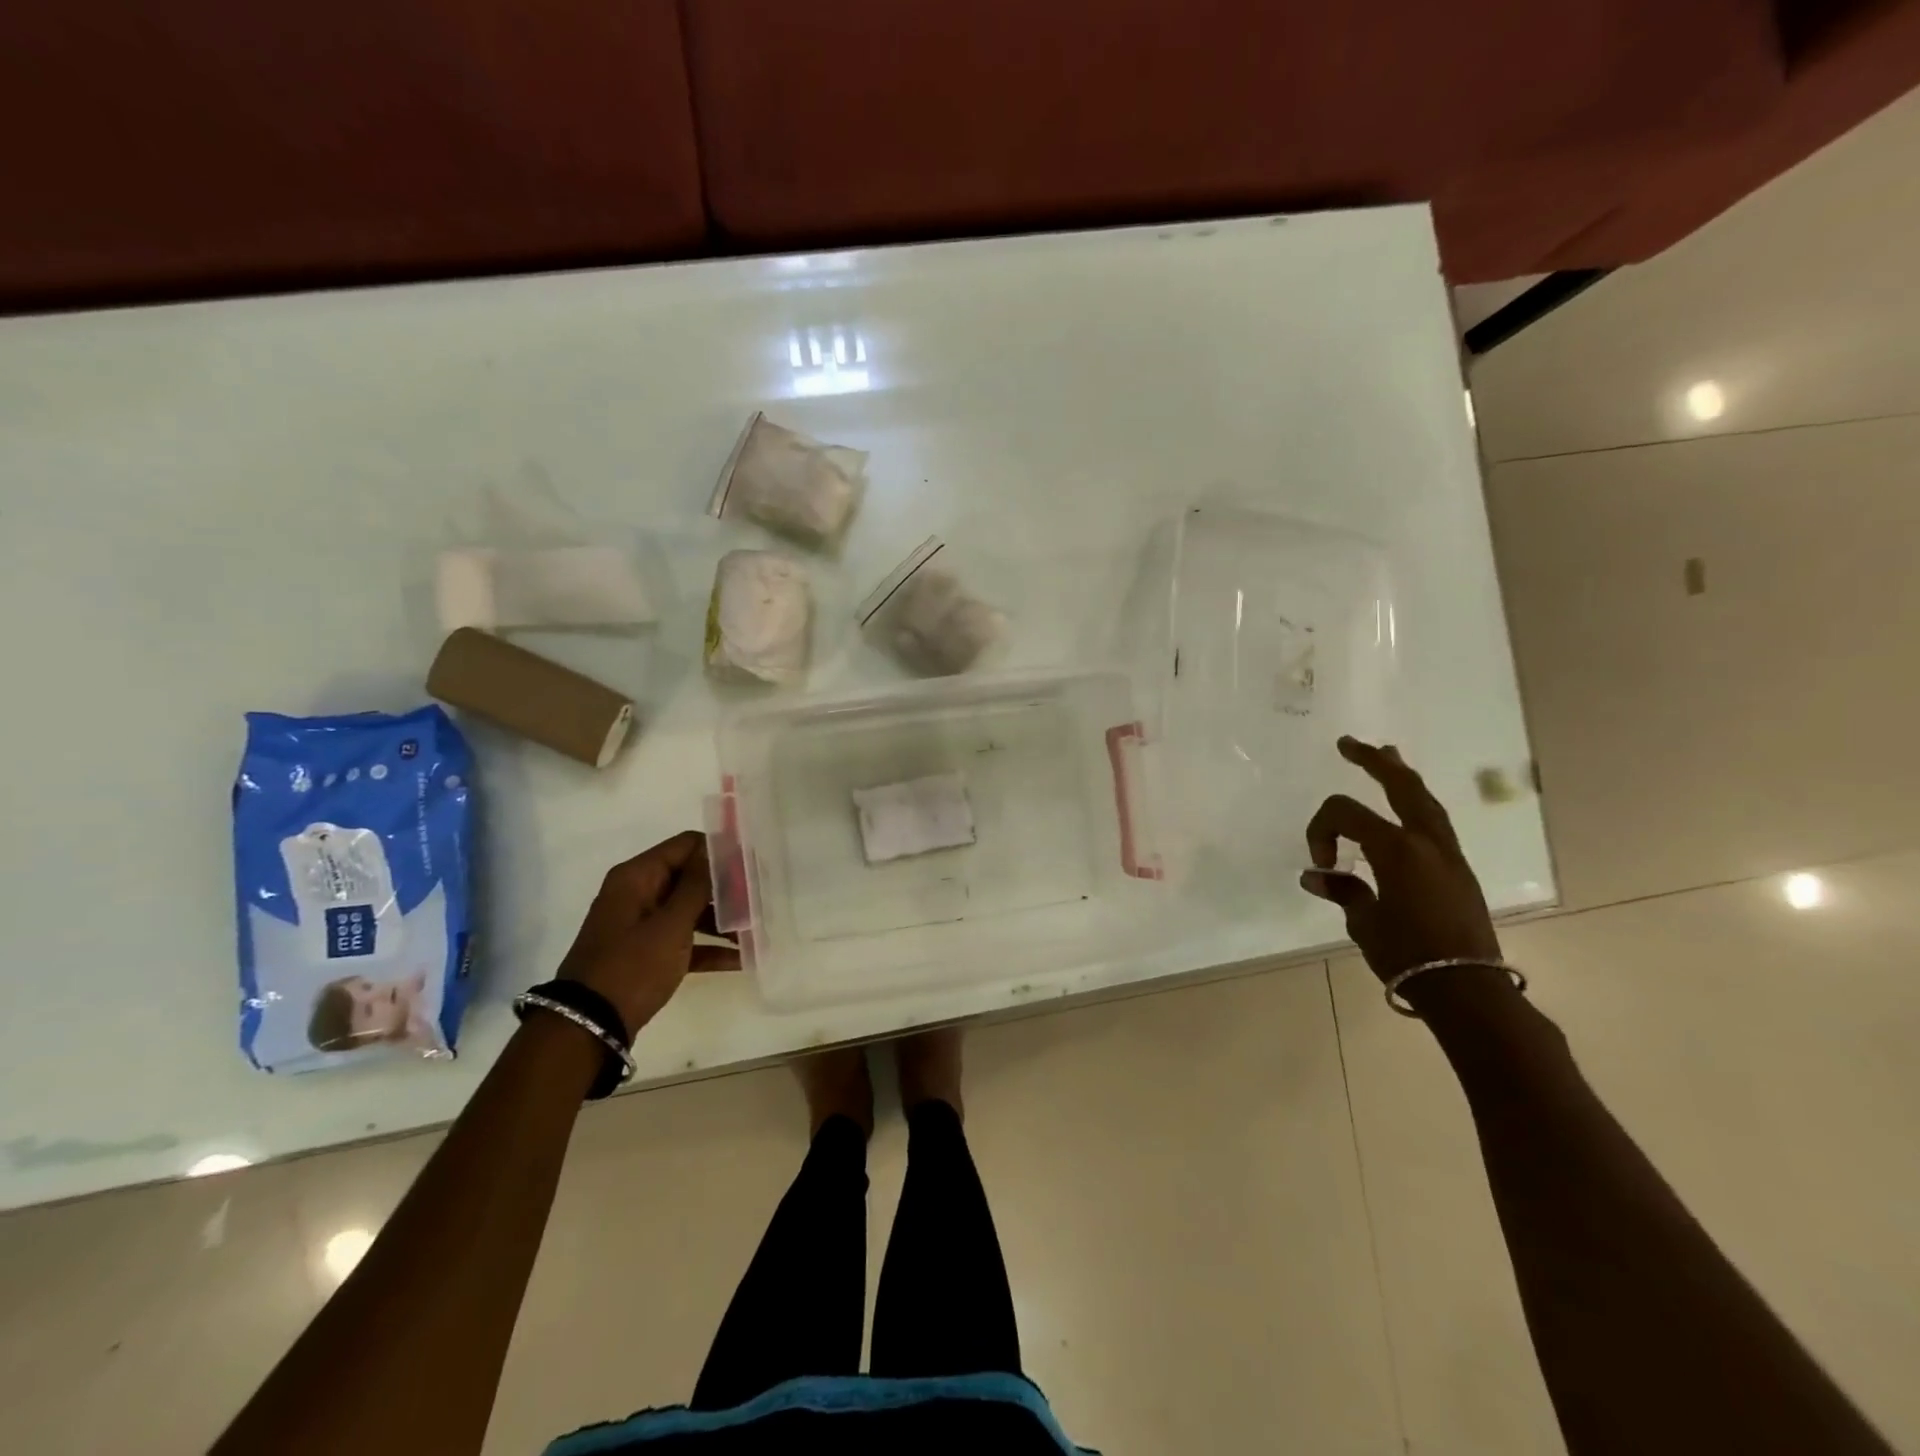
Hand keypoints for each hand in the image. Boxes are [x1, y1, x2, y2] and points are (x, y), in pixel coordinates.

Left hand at [556, 832, 739, 1037]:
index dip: (721, 852)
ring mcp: (641, 924)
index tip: (753, 867)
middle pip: (691, 878)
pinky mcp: (647, 953)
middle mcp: (638, 893)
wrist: (588, 1026)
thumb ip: (697, 885)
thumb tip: (717, 849)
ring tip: (757, 932)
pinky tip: (741, 959)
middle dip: (727, 890)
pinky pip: (684, 940)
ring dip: (723, 920)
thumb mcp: (670, 925)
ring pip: (691, 911)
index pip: (687, 845)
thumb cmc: (632, 966)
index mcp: (637, 877)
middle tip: (761, 901)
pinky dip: (708, 947)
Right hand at [1301, 737, 1502, 987]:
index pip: (1345, 814)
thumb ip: (1342, 890)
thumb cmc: (1408, 955)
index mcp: (1396, 849)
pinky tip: (1407, 804)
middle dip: (1373, 761)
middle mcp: (1426, 841)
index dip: (1321, 830)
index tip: (1321, 864)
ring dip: (1402, 776)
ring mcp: (1447, 853)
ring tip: (1388, 756)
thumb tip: (1315, 875)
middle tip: (1349, 744)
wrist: (1467, 987)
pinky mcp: (1458, 868)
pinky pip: (1435, 820)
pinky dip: (1416, 802)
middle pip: (1400, 785)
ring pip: (1424, 799)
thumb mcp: (1363, 922)